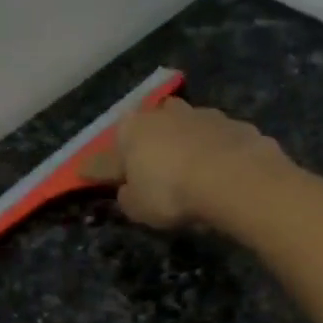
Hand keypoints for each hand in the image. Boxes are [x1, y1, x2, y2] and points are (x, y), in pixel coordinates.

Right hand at [81, 98, 290, 229]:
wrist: (233, 177)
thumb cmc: (172, 193)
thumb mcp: (138, 208)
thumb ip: (128, 198)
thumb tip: (127, 191)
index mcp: (130, 131)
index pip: (107, 156)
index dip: (97, 170)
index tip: (89, 175)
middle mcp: (162, 113)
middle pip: (149, 129)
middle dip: (147, 145)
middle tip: (150, 168)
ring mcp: (200, 114)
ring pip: (185, 127)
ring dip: (184, 143)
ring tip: (189, 168)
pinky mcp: (233, 124)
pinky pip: (216, 140)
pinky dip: (214, 152)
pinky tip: (220, 171)